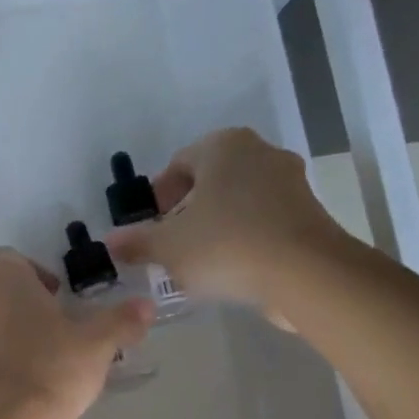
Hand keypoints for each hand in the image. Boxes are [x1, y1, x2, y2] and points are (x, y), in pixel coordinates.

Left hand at [0, 248, 151, 418]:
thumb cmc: (50, 368)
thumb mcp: (97, 344)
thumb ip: (121, 321)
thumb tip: (145, 306)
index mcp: (1, 276)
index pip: (14, 260)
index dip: (39, 277)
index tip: (61, 303)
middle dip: (24, 306)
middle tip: (55, 333)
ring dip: (6, 332)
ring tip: (39, 362)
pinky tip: (17, 384)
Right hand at [105, 128, 349, 328]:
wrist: (305, 273)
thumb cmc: (226, 245)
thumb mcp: (167, 247)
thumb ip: (136, 242)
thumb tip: (110, 242)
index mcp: (223, 146)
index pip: (179, 163)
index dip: (159, 196)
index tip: (151, 225)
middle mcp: (260, 152)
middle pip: (211, 180)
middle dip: (187, 210)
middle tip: (171, 243)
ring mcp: (290, 182)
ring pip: (238, 200)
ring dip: (216, 225)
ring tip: (199, 261)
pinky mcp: (308, 213)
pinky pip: (263, 220)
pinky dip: (244, 237)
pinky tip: (232, 268)